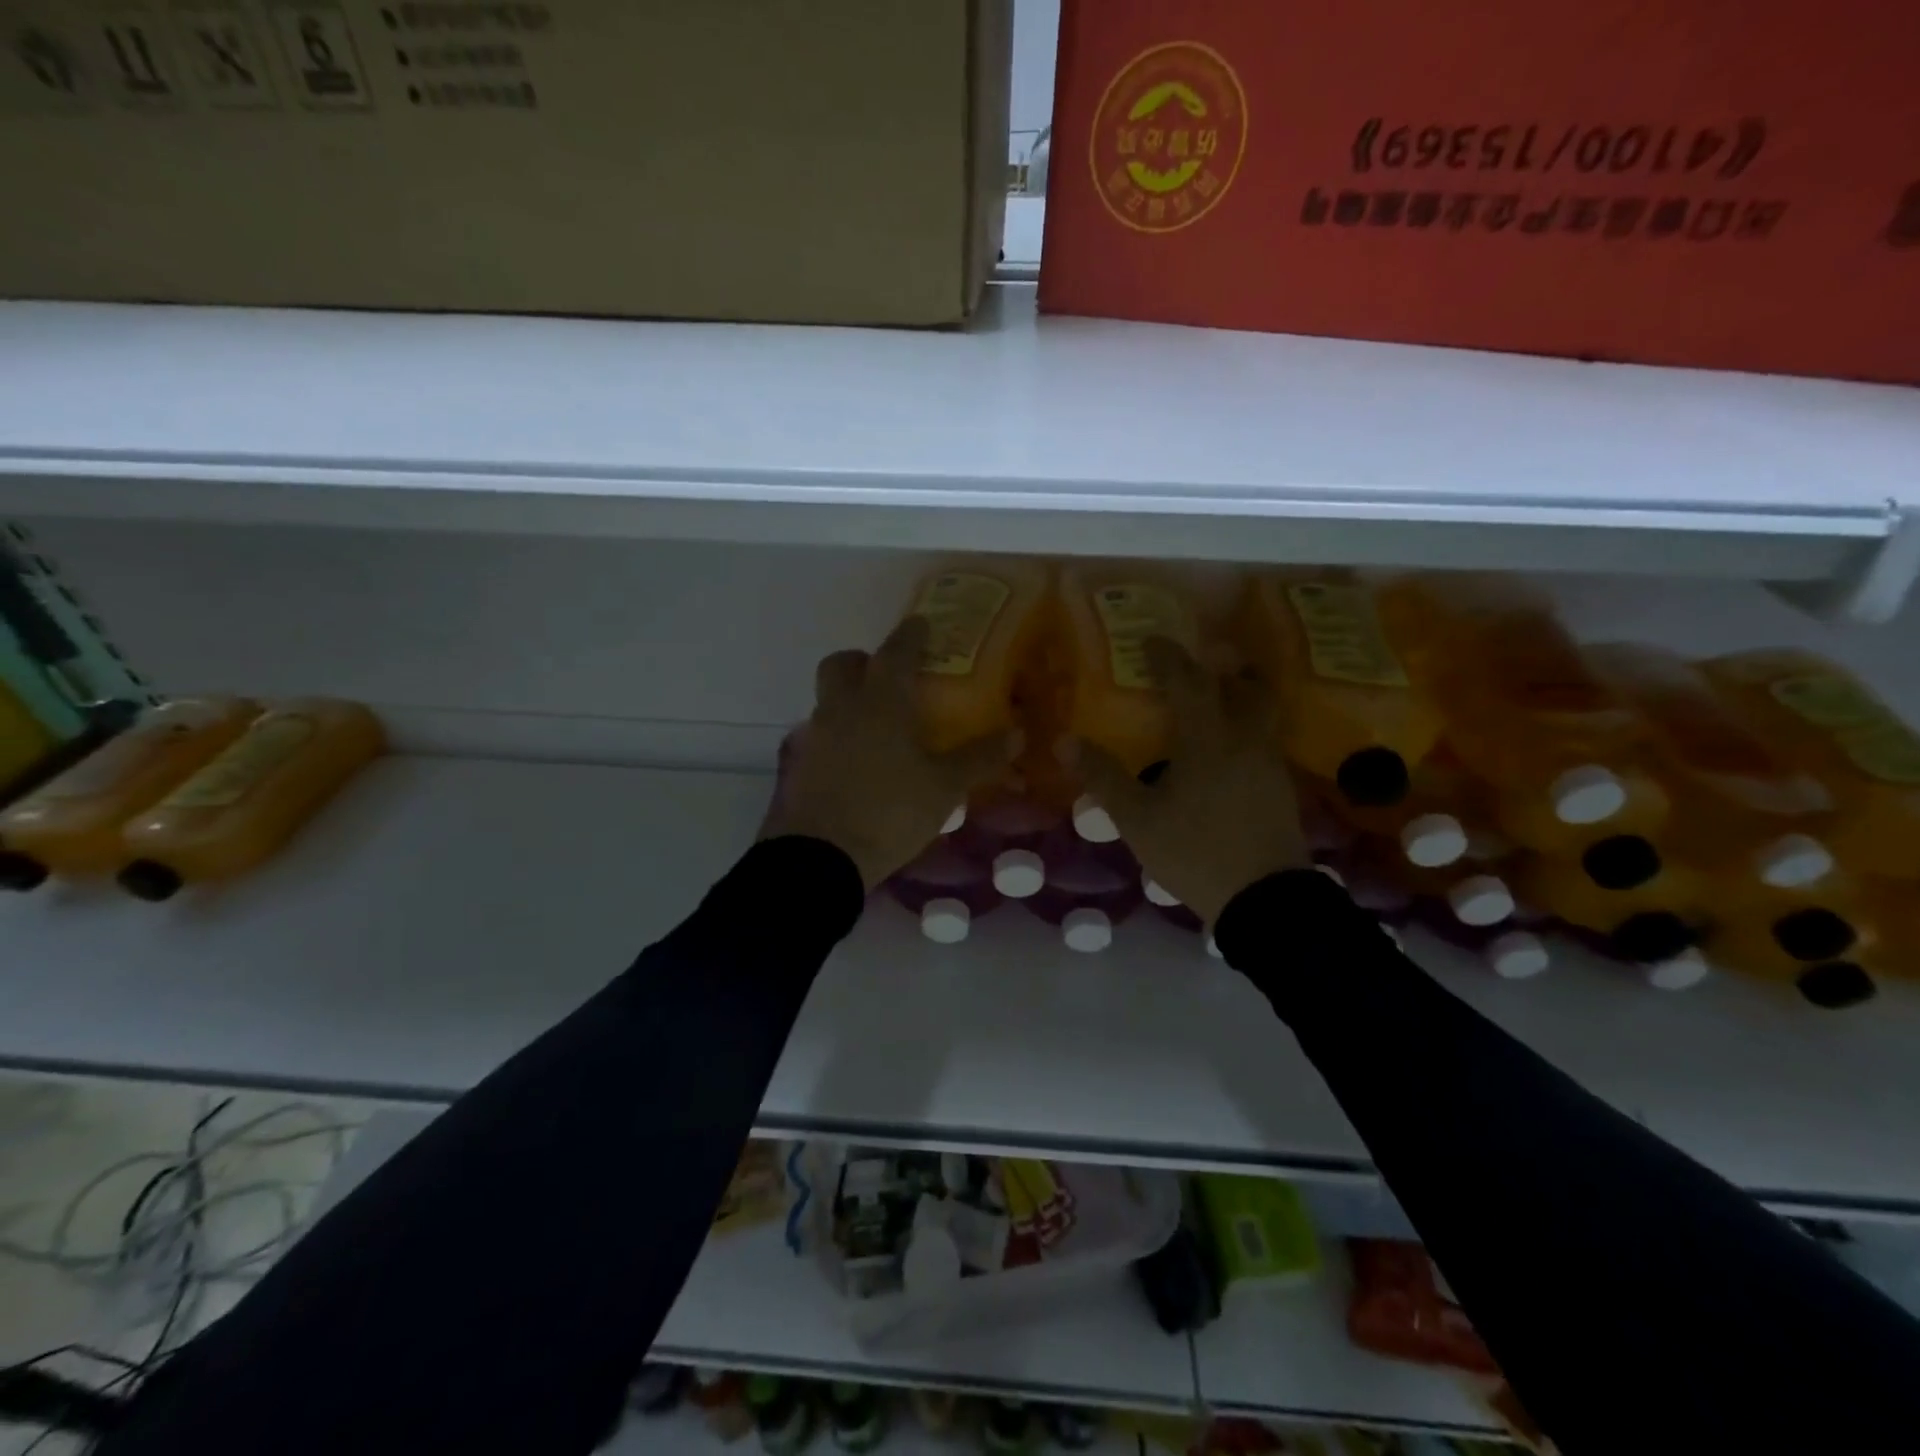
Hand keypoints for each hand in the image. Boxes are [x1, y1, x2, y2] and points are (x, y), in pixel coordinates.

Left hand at [762, 616, 1017, 889]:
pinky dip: (840, 734)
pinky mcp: (800, 763)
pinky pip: (821, 733)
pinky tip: (859, 761)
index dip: (911, 634)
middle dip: (864, 660)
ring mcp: (816, 735)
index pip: (896, 651)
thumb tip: (1018, 734)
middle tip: (890, 676)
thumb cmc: (890, 811)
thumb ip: (979, 758)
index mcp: (881, 702)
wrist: (820, 857)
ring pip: (828, 698)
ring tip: (880, 726)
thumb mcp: (944, 788)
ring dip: (850, 698)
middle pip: (843, 664)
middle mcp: (842, 707)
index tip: (920, 623)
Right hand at [1071, 638, 1308, 925]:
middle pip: (1247, 686)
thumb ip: (1103, 778)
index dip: (1168, 657)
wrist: (1264, 899)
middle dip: (1224, 666)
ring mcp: (1269, 763)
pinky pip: (1265, 739)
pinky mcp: (1281, 787)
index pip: (1189, 682)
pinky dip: (1247, 727)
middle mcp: (1246, 740)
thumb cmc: (1195, 852)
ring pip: (1263, 712)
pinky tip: (1227, 750)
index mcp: (1209, 739)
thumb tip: (1065, 741)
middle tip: (1203, 660)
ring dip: (1240, 695)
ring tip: (1215, 700)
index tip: (1151, 641)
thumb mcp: (1137, 819)